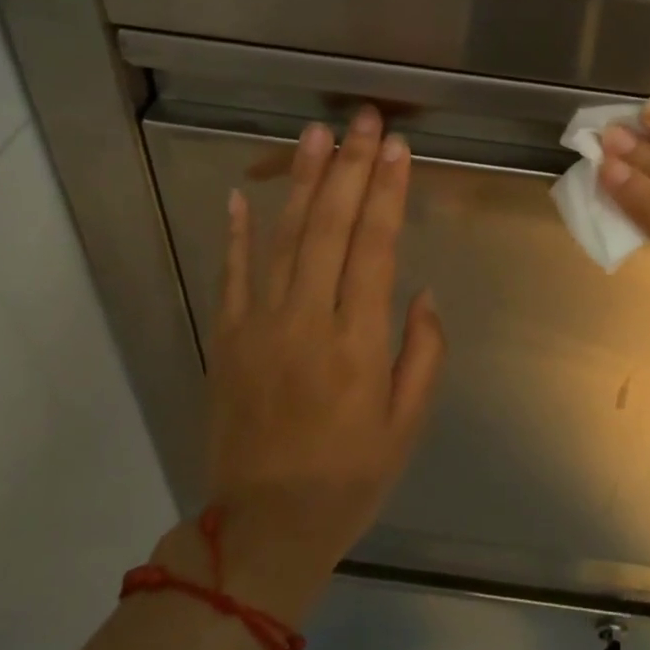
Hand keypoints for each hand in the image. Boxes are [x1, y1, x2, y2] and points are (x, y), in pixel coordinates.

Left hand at [157, 107, 447, 623]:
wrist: (263, 529)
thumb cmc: (350, 477)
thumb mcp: (407, 424)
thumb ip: (423, 352)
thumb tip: (420, 293)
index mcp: (358, 342)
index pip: (375, 248)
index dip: (388, 193)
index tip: (397, 148)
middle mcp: (307, 321)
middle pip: (330, 227)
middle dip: (351, 167)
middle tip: (363, 120)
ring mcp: (259, 326)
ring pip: (283, 238)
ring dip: (303, 182)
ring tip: (316, 134)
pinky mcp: (226, 339)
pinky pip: (231, 275)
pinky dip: (236, 232)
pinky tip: (243, 193)